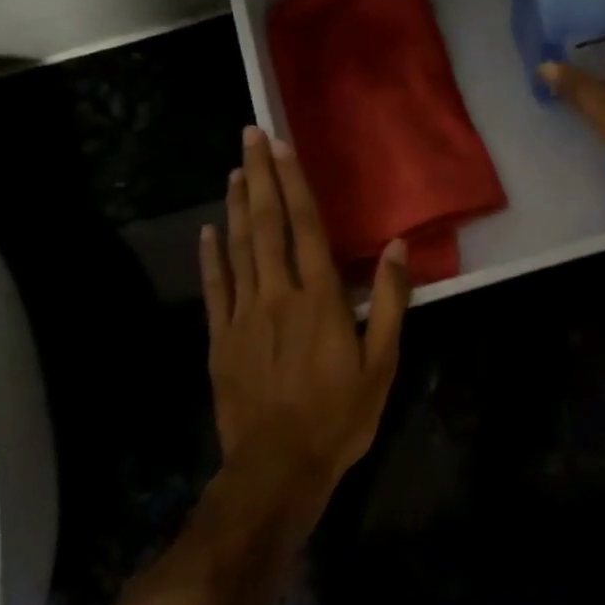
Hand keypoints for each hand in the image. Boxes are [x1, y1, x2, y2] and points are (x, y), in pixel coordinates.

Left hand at [199, 127, 411, 499]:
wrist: (278, 468)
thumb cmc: (338, 416)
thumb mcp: (382, 364)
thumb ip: (389, 302)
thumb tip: (397, 246)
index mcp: (320, 299)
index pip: (307, 227)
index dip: (294, 183)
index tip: (281, 146)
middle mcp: (279, 295)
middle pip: (266, 225)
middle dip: (259, 177)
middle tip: (249, 136)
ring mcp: (244, 316)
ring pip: (238, 249)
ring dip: (235, 206)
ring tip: (233, 170)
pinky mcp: (220, 339)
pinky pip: (214, 289)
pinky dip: (211, 257)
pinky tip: (207, 231)